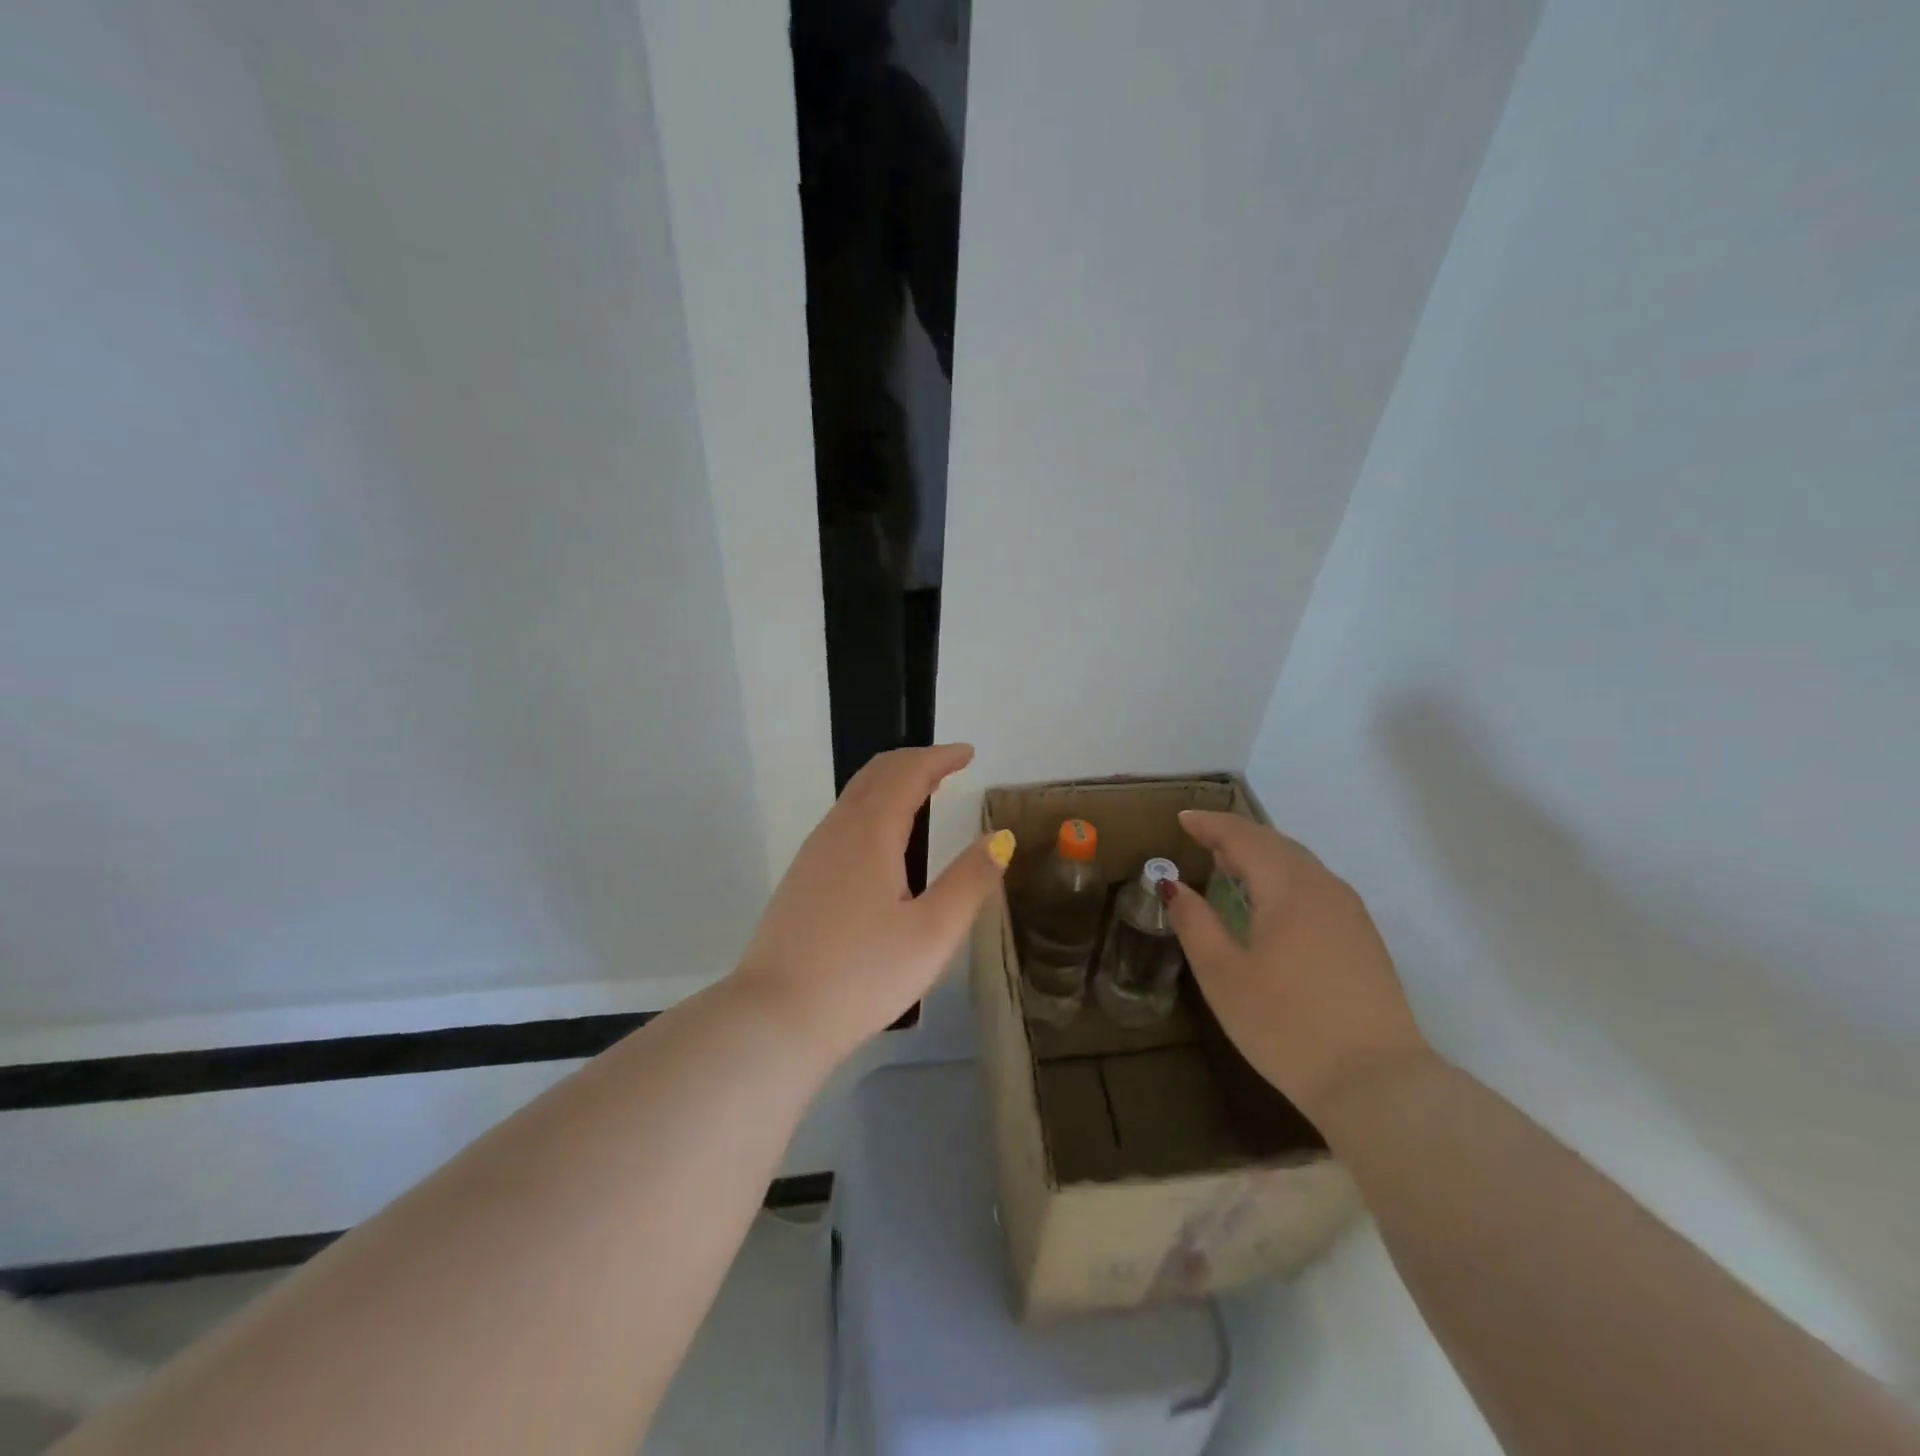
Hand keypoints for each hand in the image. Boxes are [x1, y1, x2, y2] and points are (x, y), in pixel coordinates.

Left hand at [731, 744, 1009, 1060]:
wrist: (775, 1017)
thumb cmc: (863, 975)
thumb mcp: (932, 933)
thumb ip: (970, 881)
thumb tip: (1000, 839)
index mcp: (870, 833)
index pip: (908, 774)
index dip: (940, 758)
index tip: (968, 753)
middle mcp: (836, 831)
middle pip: (875, 774)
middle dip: (914, 761)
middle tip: (949, 765)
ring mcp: (812, 853)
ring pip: (854, 796)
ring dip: (890, 782)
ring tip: (923, 791)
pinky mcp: (801, 878)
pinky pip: (842, 820)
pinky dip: (872, 806)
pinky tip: (883, 837)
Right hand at [1163, 810, 1430, 1117]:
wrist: (1377, 1083)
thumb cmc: (1286, 1025)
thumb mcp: (1223, 975)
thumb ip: (1195, 923)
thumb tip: (1173, 885)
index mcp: (1288, 886)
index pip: (1244, 837)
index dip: (1210, 824)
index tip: (1182, 819)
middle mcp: (1324, 887)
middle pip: (1275, 844)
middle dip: (1236, 836)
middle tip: (1201, 839)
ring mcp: (1350, 913)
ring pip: (1300, 865)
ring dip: (1262, 856)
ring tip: (1231, 864)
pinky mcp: (1364, 939)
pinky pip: (1316, 887)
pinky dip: (1284, 877)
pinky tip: (1272, 901)